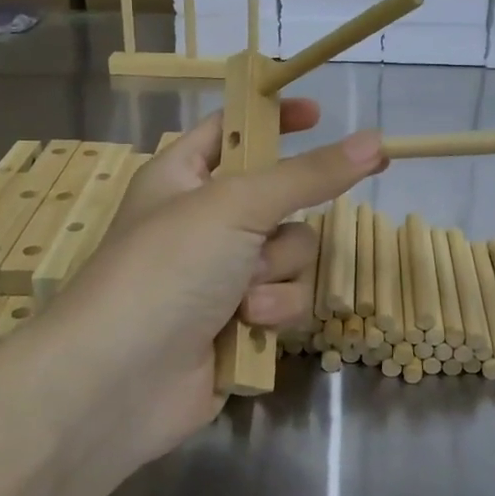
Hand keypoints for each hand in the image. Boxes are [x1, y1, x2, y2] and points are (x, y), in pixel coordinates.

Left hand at [44, 108, 383, 464]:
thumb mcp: (237, 206)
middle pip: (280, 199)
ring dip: (277, 275)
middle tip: (259, 238)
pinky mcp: (239, 322)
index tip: (318, 114)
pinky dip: (274, 312)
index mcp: (182, 176)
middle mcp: (203, 220)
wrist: (118, 381)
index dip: (271, 118)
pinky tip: (247, 327)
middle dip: (281, 225)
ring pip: (292, 253)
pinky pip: (287, 299)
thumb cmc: (167, 268)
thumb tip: (376, 142)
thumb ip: (309, 175)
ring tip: (244, 296)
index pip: (233, 128)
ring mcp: (221, 274)